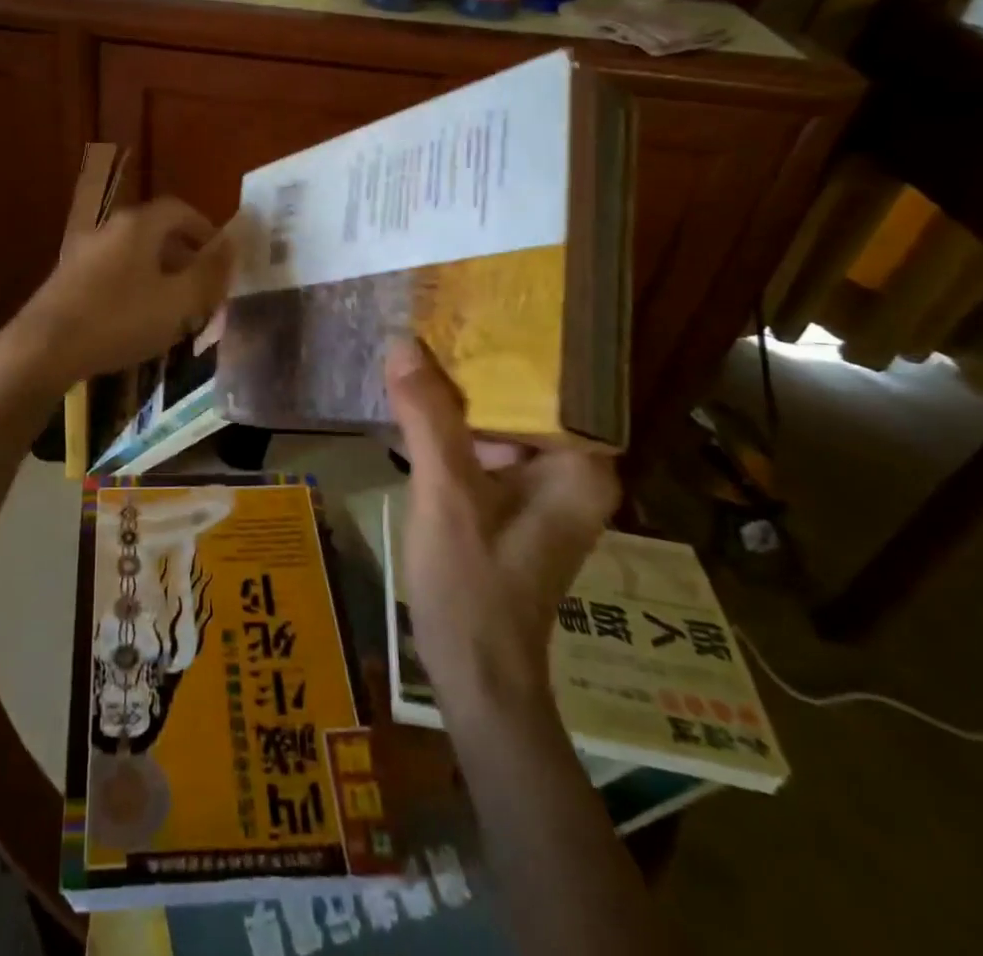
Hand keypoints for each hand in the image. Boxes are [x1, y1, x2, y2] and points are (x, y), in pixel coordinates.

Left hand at [4, 197, 237, 388]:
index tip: (221, 257)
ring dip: (159, 274)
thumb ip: (208, 273)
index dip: (206, 229)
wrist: (43, 348)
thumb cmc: (119, 321)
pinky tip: (136, 320)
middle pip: (156, 231)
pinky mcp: (67, 278)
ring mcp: (83, 252)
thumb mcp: (177, 302)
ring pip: (133, 254)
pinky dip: (134, 286)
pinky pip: (113, 272)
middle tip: (202, 287)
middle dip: (184, 256)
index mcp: (137, 225)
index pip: (180, 209)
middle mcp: (108, 229)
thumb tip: (231, 246)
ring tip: (174, 308)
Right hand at [384, 338, 618, 708]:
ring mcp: (544, 493)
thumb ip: (428, 417)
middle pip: (524, 401)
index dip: (513, 345)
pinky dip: (452, 432)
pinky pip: (486, 451)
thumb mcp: (446, 492)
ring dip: (458, 400)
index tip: (471, 306)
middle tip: (432, 320)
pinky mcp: (514, 508)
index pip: (555, 384)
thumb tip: (403, 343)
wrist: (476, 676)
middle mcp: (572, 474)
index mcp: (579, 467)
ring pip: (501, 425)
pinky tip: (413, 410)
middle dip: (476, 368)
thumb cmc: (472, 584)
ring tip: (417, 354)